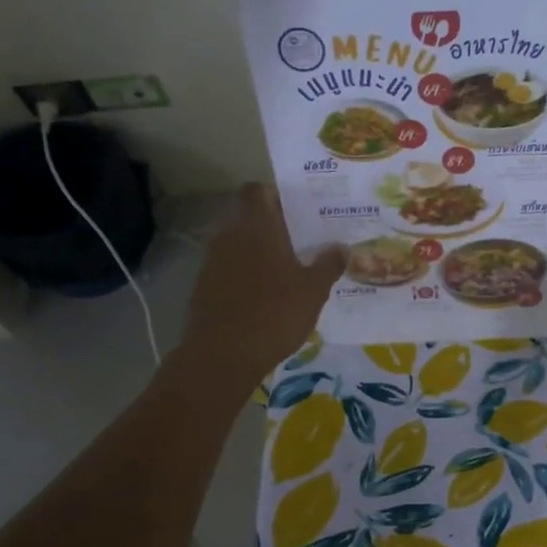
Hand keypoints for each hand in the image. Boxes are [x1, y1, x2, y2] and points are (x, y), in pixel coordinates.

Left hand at [181, 185, 344, 387]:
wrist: (221, 356)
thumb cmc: (274, 314)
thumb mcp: (313, 291)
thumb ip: (328, 264)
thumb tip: (341, 247)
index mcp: (256, 227)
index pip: (257, 190)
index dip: (276, 193)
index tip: (300, 207)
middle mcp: (230, 236)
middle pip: (249, 217)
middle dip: (274, 225)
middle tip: (305, 239)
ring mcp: (212, 262)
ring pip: (239, 244)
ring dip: (261, 251)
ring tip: (290, 268)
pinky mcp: (205, 287)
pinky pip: (230, 268)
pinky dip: (248, 274)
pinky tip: (268, 294)